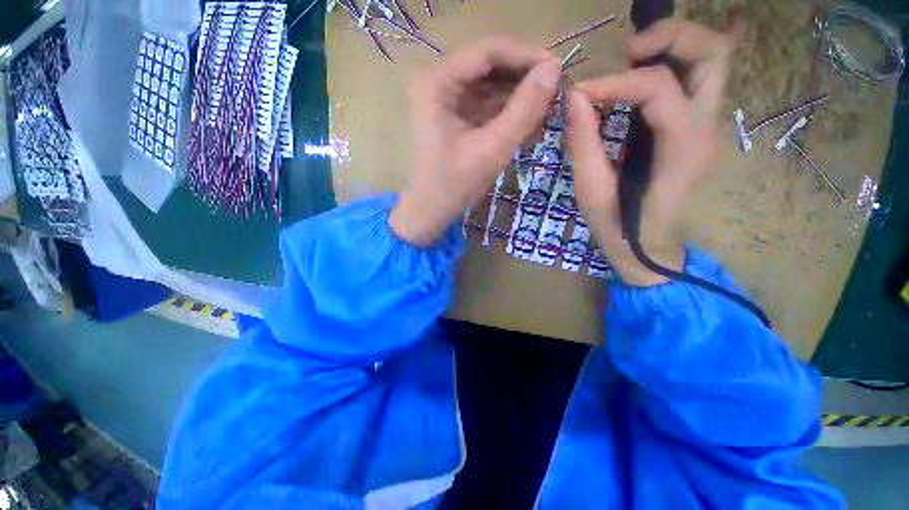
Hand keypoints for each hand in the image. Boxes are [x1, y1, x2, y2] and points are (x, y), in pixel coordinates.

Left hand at [390, 37, 560, 245]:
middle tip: (555, 89)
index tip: (558, 70)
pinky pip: (483, 102)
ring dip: (517, 94)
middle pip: (488, 65)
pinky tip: (526, 119)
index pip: (488, 51)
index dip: (526, 56)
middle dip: (523, 77)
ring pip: (488, 84)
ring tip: (546, 106)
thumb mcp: (492, 149)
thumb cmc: (454, 185)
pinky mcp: (452, 115)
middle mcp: (437, 81)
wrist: (430, 211)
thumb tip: (553, 71)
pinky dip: (505, 109)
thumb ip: (524, 109)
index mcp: (437, 83)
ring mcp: (443, 99)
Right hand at [566, 20, 737, 285]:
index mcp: (680, 149)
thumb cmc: (618, 226)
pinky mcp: (695, 129)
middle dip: (669, 37)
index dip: (615, 82)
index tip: (579, 94)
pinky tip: (637, 79)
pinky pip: (694, 80)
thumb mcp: (592, 191)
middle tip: (626, 51)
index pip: (658, 88)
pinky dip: (669, 65)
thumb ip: (583, 143)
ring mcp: (707, 126)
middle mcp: (706, 128)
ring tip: (630, 60)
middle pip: (713, 53)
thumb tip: (573, 98)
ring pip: (711, 60)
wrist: (648, 247)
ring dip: (672, 47)